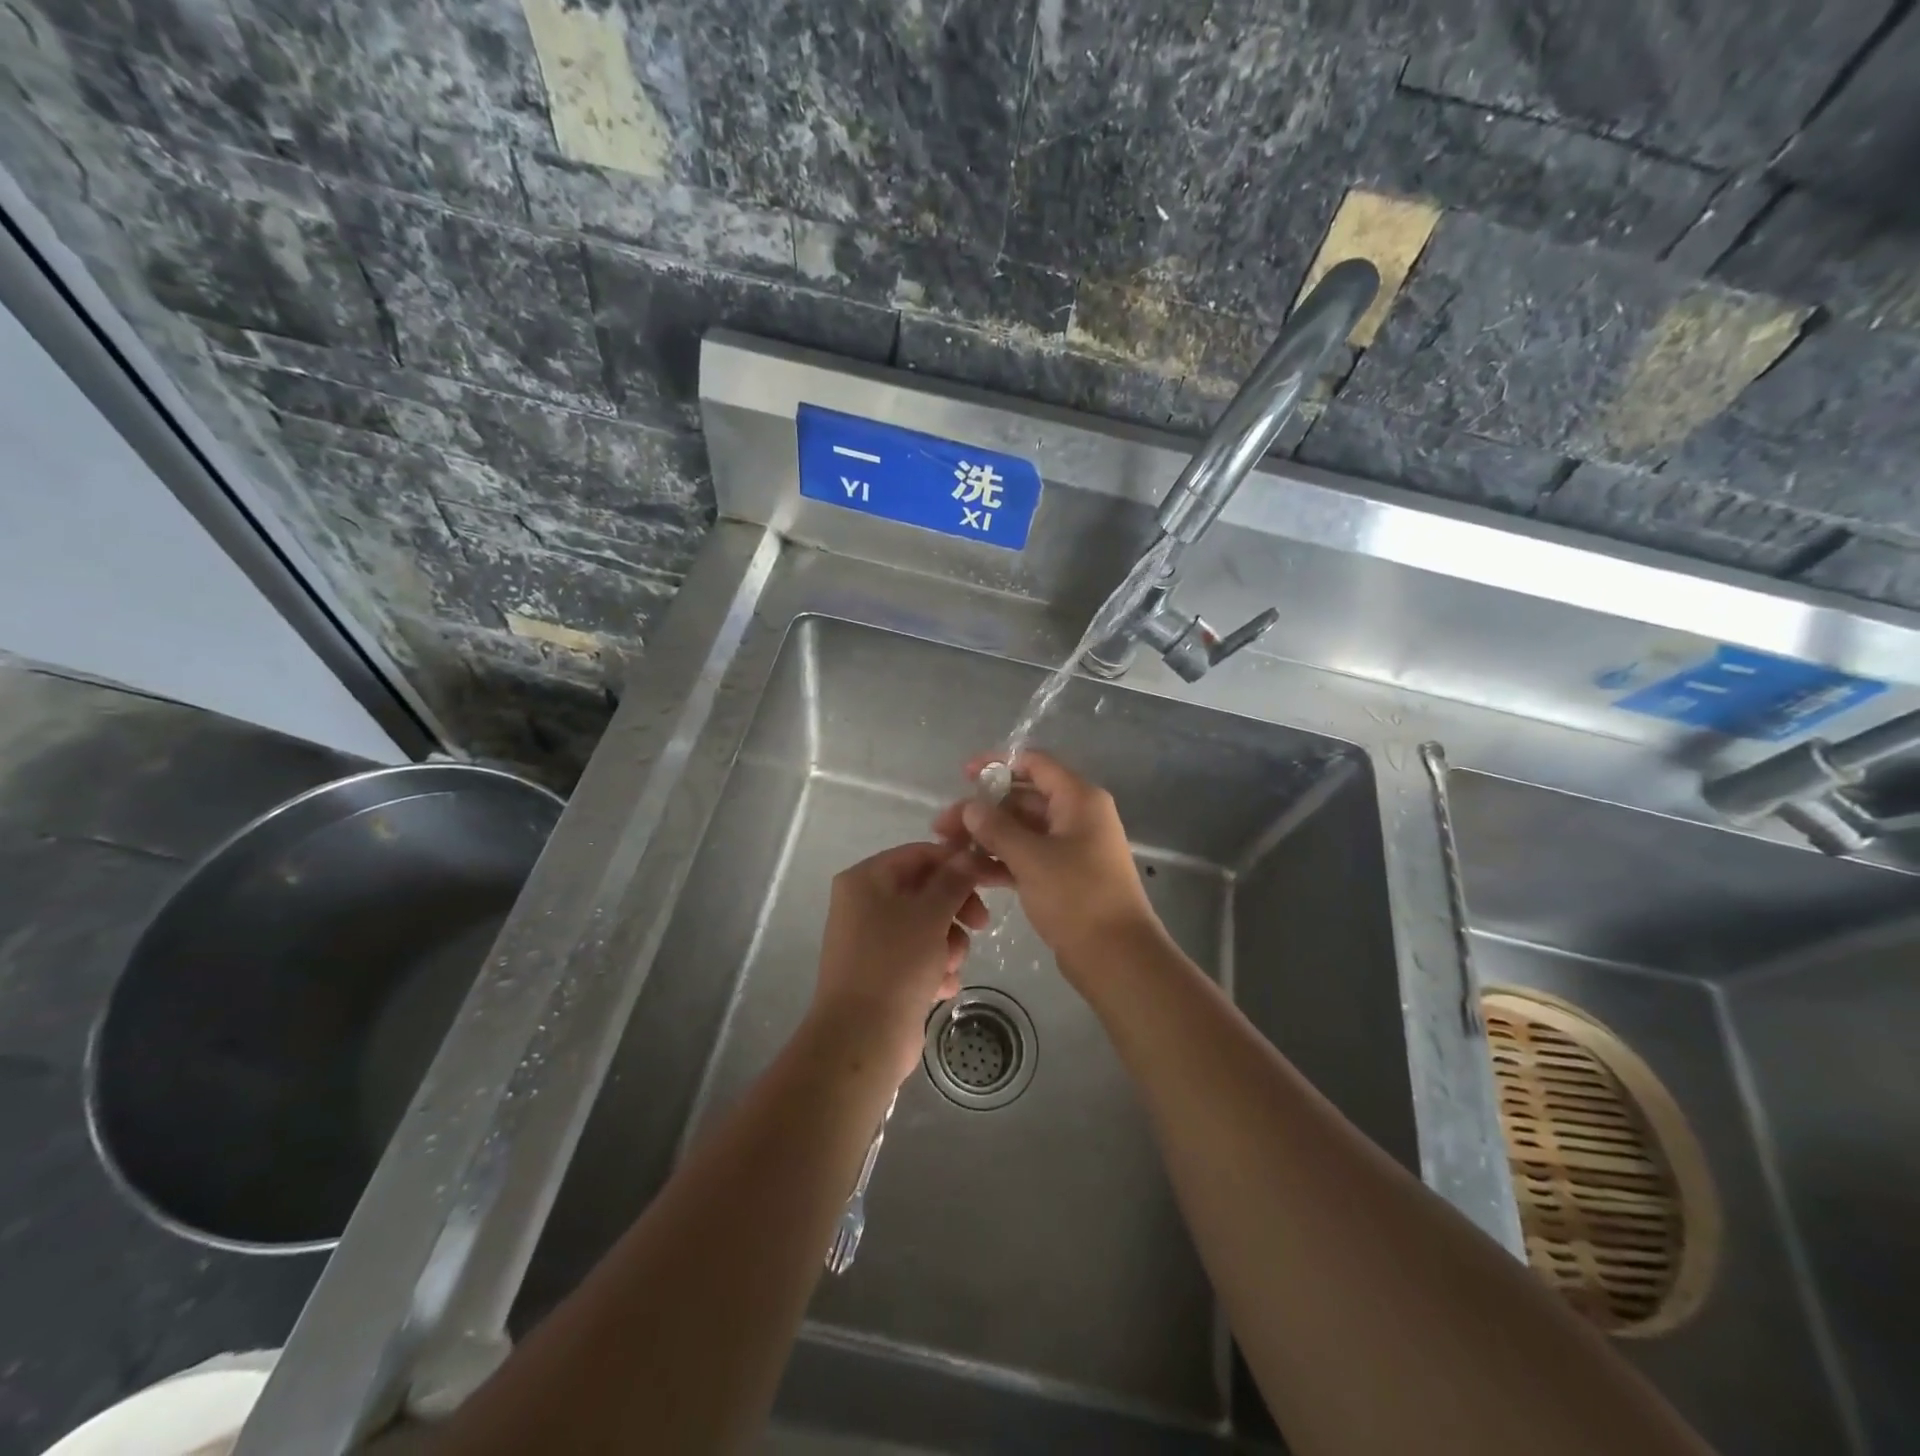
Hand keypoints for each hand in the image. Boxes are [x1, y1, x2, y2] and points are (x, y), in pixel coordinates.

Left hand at [809, 842, 990, 1083]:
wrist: (862, 1038)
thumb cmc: (895, 963)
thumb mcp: (931, 914)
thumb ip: (954, 880)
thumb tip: (970, 854)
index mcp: (866, 879)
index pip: (919, 854)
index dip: (957, 863)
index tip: (990, 878)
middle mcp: (864, 903)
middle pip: (925, 891)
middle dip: (956, 910)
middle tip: (981, 925)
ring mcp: (872, 940)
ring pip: (927, 926)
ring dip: (949, 944)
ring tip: (950, 967)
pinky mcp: (882, 972)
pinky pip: (918, 957)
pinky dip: (935, 969)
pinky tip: (942, 987)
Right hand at [933, 750, 1161, 974]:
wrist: (1117, 957)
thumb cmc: (1078, 896)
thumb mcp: (1031, 858)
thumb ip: (996, 828)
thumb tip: (969, 807)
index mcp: (1078, 799)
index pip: (1035, 764)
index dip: (998, 763)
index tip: (963, 775)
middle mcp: (1076, 816)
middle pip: (1023, 798)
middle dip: (983, 810)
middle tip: (942, 827)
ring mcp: (1071, 847)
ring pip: (1022, 830)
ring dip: (987, 837)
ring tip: (948, 851)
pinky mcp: (1063, 876)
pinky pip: (1027, 857)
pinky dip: (1001, 861)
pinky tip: (970, 873)